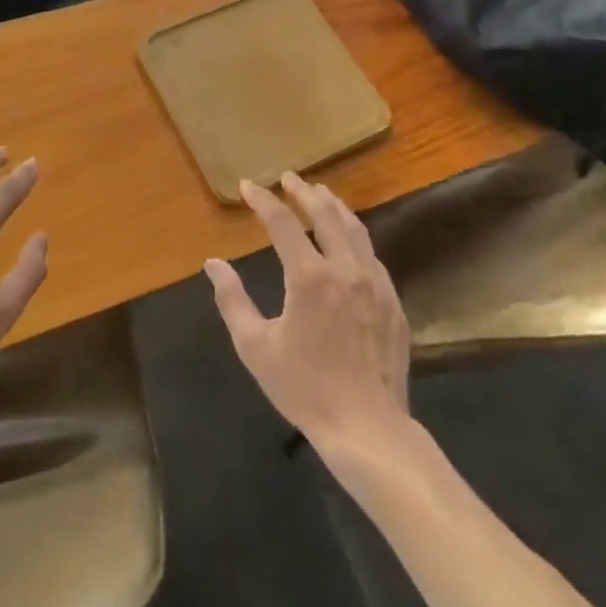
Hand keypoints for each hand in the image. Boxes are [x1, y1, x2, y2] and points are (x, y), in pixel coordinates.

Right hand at [205, 173, 410, 449]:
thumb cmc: (304, 388)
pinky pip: (372, 255)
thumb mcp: (256, 347)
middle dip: (304, 191)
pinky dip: (355, 236)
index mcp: (309, 277)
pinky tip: (349, 240)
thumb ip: (232, 300)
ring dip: (334, 206)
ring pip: (355, 229)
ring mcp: (374, 283)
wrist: (367, 428)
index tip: (248, 186)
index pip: (282, 223)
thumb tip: (213, 264)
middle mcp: (345, 268)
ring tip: (320, 194)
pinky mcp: (393, 301)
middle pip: (325, 213)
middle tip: (289, 178)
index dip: (263, 200)